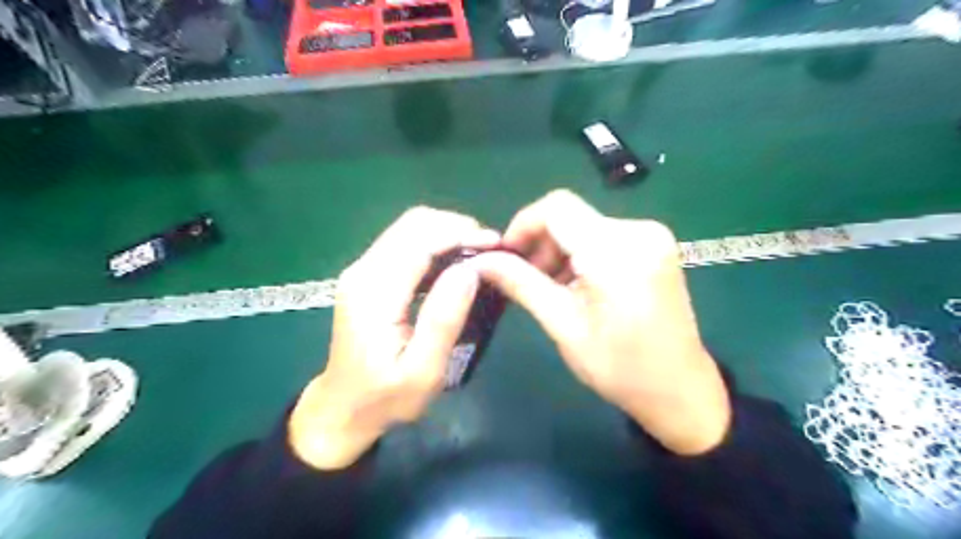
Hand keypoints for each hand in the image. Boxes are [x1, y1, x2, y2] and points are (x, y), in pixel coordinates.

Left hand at [291, 209, 498, 469]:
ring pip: (410, 228)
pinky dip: (435, 244)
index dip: (460, 234)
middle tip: (491, 250)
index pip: (419, 241)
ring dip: (447, 233)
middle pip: (413, 224)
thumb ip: (443, 319)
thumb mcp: (422, 371)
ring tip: (479, 255)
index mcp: (374, 293)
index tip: (497, 244)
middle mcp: (363, 271)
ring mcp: (363, 270)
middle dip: (456, 227)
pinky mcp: (369, 275)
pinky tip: (455, 264)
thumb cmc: (386, 397)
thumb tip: (470, 271)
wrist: (343, 408)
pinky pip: (406, 243)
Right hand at [470, 189, 731, 453]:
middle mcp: (638, 231)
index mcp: (616, 252)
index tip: (506, 256)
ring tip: (551, 288)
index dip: (523, 225)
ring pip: (585, 225)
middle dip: (540, 243)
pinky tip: (577, 284)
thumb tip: (482, 261)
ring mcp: (652, 237)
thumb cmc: (620, 367)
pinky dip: (582, 253)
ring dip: (560, 250)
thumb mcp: (563, 326)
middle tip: (526, 280)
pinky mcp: (656, 246)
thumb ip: (522, 284)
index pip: (556, 208)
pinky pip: (604, 235)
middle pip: (570, 216)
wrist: (681, 390)